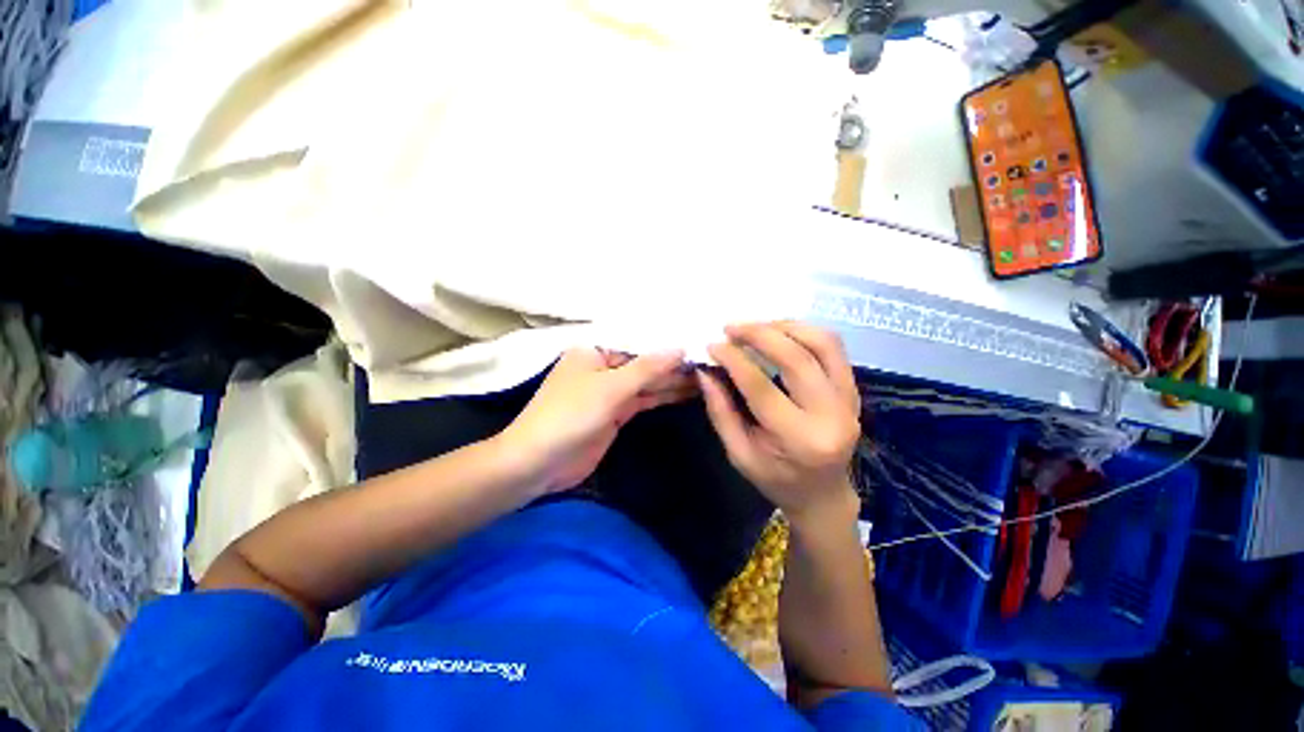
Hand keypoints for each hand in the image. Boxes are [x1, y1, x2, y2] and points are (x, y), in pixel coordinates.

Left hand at [501, 348, 692, 493]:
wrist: (538, 463)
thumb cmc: (569, 415)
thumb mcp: (610, 388)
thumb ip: (647, 368)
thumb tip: (681, 347)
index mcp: (595, 349)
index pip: (638, 340)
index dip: (668, 341)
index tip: (699, 339)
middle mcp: (603, 366)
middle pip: (645, 361)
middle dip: (674, 362)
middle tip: (711, 359)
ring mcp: (610, 391)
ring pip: (647, 382)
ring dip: (673, 380)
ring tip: (708, 374)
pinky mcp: (616, 412)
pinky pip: (644, 399)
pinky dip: (664, 395)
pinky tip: (688, 391)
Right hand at [698, 322, 860, 524]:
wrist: (823, 495)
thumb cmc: (775, 479)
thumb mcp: (738, 453)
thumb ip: (720, 410)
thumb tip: (705, 370)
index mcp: (798, 439)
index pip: (761, 387)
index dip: (734, 360)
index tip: (712, 345)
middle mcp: (831, 416)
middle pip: (798, 358)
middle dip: (760, 334)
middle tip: (731, 328)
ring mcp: (849, 401)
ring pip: (823, 344)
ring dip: (786, 327)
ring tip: (756, 327)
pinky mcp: (853, 391)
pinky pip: (833, 349)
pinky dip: (805, 333)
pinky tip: (780, 333)